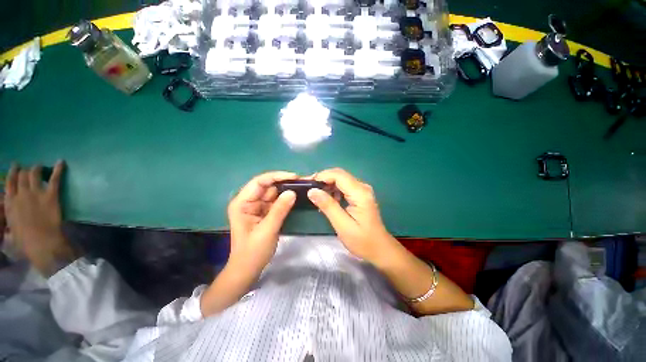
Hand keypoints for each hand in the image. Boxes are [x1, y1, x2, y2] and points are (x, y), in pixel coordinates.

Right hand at [4, 161, 78, 275]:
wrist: (41, 243)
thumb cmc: (25, 241)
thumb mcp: (10, 230)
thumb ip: (9, 220)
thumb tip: (9, 217)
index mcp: (9, 203)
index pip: (9, 182)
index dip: (13, 172)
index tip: (15, 166)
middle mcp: (21, 194)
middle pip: (22, 175)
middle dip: (25, 170)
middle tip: (30, 169)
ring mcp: (36, 193)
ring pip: (34, 174)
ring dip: (37, 168)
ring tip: (40, 166)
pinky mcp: (50, 195)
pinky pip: (54, 178)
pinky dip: (58, 169)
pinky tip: (61, 161)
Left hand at [227, 171, 296, 275]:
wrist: (248, 269)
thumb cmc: (253, 252)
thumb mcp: (267, 230)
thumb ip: (280, 210)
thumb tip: (292, 192)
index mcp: (242, 203)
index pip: (259, 182)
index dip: (276, 176)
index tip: (294, 177)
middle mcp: (248, 201)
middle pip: (267, 186)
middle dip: (284, 182)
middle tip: (302, 181)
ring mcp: (257, 206)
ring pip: (273, 192)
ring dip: (286, 190)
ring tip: (302, 187)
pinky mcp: (264, 212)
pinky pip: (276, 201)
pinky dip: (286, 198)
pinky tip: (296, 196)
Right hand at [308, 168, 397, 264]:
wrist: (380, 249)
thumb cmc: (362, 241)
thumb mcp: (342, 225)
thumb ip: (328, 206)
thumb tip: (312, 191)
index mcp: (360, 193)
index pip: (339, 175)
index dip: (322, 176)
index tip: (308, 184)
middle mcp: (362, 187)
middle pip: (340, 175)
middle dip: (323, 178)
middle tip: (309, 188)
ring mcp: (362, 190)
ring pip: (341, 179)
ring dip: (327, 184)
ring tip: (315, 194)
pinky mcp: (360, 195)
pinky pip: (344, 187)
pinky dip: (333, 190)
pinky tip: (327, 200)